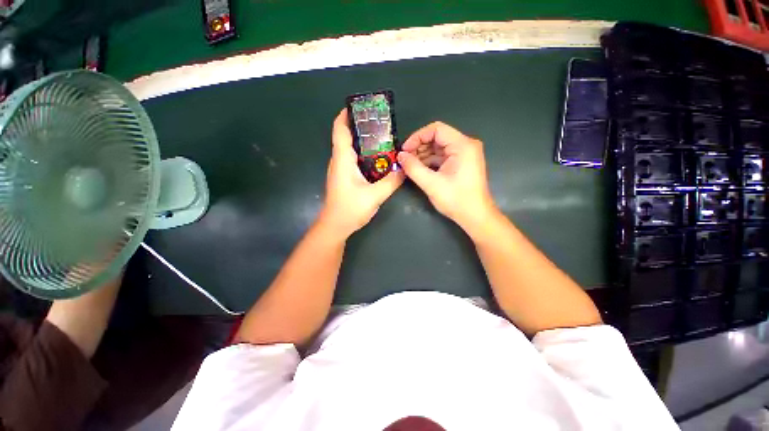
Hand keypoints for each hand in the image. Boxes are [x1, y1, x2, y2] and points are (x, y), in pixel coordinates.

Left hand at [319, 109, 403, 238]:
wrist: (335, 226)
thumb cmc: (350, 209)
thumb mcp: (375, 195)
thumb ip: (391, 181)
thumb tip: (404, 169)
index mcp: (343, 159)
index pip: (340, 130)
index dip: (346, 115)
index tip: (359, 107)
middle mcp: (339, 161)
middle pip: (346, 136)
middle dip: (361, 127)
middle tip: (381, 124)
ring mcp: (341, 170)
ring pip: (351, 149)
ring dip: (364, 142)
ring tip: (383, 138)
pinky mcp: (344, 178)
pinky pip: (354, 160)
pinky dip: (364, 155)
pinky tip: (378, 160)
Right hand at [397, 122, 496, 231]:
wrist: (475, 216)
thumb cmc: (456, 200)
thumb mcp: (431, 184)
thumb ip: (413, 168)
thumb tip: (400, 156)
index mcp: (462, 145)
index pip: (436, 129)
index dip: (417, 137)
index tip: (405, 150)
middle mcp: (465, 145)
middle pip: (437, 137)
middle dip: (419, 147)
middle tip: (405, 159)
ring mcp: (464, 155)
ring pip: (438, 148)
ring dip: (423, 155)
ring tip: (409, 165)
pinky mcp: (461, 163)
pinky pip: (442, 157)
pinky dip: (429, 161)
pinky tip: (419, 169)